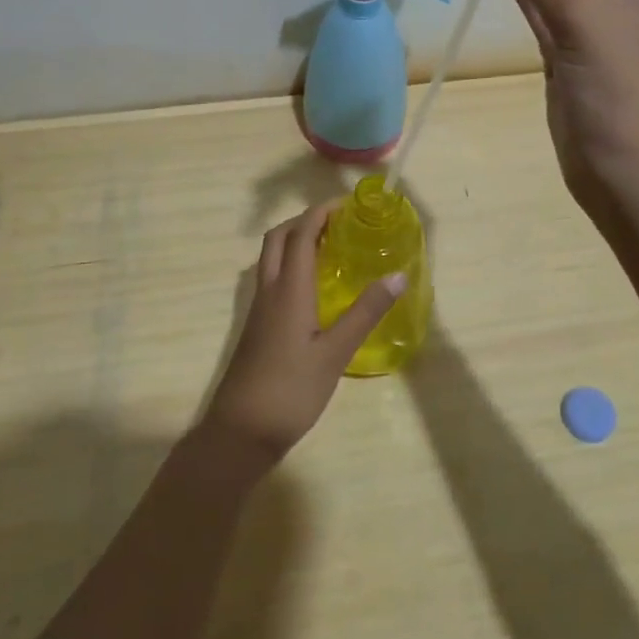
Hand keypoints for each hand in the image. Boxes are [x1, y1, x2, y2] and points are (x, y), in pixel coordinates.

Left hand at [201, 203, 404, 465]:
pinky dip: (291, 265)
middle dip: (306, 220)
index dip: (322, 213)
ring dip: (295, 241)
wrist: (240, 432)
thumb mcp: (335, 353)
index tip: (349, 205)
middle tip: (339, 223)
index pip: (301, 234)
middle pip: (279, 238)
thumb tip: (397, 275)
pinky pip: (271, 279)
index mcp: (288, 289)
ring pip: (271, 258)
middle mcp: (269, 290)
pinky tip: (313, 288)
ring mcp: (259, 309)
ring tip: (330, 248)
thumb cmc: (291, 390)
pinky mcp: (257, 327)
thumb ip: (365, 312)